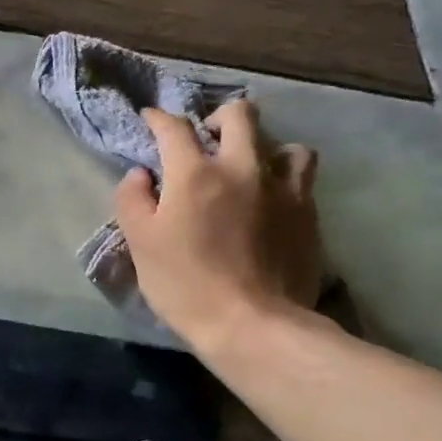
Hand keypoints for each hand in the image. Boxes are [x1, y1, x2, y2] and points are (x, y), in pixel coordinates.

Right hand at [114, 100, 321, 356]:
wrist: (253, 324)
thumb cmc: (185, 284)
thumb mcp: (140, 243)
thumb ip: (132, 199)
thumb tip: (140, 174)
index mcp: (195, 173)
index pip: (174, 128)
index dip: (158, 119)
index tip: (150, 120)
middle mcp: (243, 168)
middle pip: (240, 115)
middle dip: (218, 117)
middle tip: (205, 138)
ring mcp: (282, 189)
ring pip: (283, 143)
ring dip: (262, 147)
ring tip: (249, 167)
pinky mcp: (308, 214)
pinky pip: (302, 177)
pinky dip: (284, 176)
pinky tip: (272, 197)